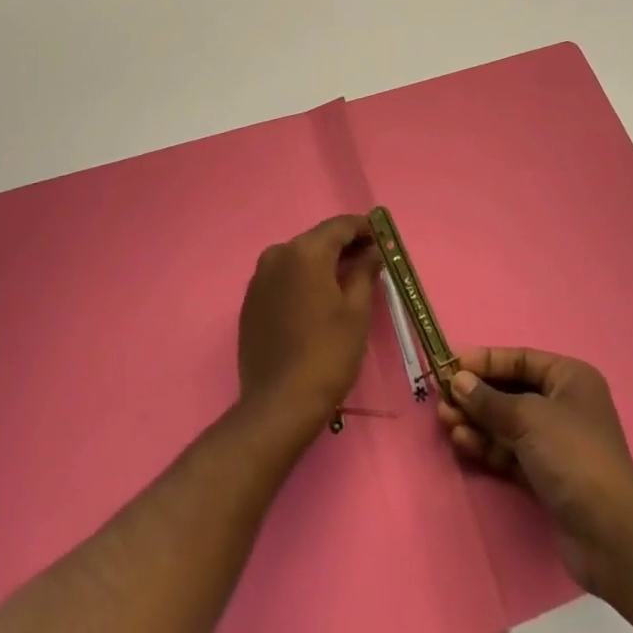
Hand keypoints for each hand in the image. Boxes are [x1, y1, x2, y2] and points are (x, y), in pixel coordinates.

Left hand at [236, 215, 378, 440]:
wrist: (278, 406)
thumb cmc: (327, 354)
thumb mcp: (356, 311)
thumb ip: (364, 271)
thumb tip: (371, 252)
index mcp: (305, 251)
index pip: (340, 226)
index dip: (363, 228)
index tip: (381, 238)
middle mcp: (278, 255)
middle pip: (317, 239)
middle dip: (343, 246)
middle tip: (368, 259)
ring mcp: (259, 278)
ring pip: (298, 258)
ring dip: (322, 263)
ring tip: (345, 280)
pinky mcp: (250, 302)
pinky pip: (282, 278)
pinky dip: (301, 281)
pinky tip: (316, 300)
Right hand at [439, 346, 632, 593]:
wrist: (610, 534)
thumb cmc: (572, 455)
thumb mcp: (528, 418)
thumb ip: (489, 400)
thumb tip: (458, 381)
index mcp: (570, 378)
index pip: (521, 359)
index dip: (486, 361)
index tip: (452, 364)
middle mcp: (565, 405)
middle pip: (512, 392)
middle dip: (477, 394)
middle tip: (443, 397)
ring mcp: (556, 443)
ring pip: (508, 423)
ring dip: (478, 421)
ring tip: (445, 420)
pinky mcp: (547, 476)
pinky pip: (511, 452)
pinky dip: (488, 446)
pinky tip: (462, 441)